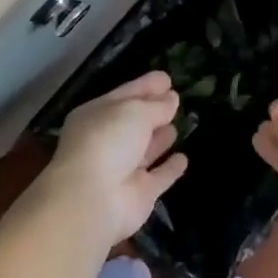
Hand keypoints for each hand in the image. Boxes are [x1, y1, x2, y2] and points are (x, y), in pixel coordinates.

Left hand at [40, 71, 189, 247]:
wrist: (93, 199)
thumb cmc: (108, 141)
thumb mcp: (134, 111)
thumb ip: (156, 106)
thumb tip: (172, 99)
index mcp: (96, 115)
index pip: (124, 95)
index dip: (145, 86)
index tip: (167, 78)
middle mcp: (107, 141)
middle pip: (134, 122)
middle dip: (153, 111)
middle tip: (176, 99)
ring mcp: (122, 169)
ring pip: (145, 150)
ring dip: (160, 138)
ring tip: (177, 125)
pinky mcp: (139, 194)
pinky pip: (159, 177)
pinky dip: (170, 168)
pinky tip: (183, 158)